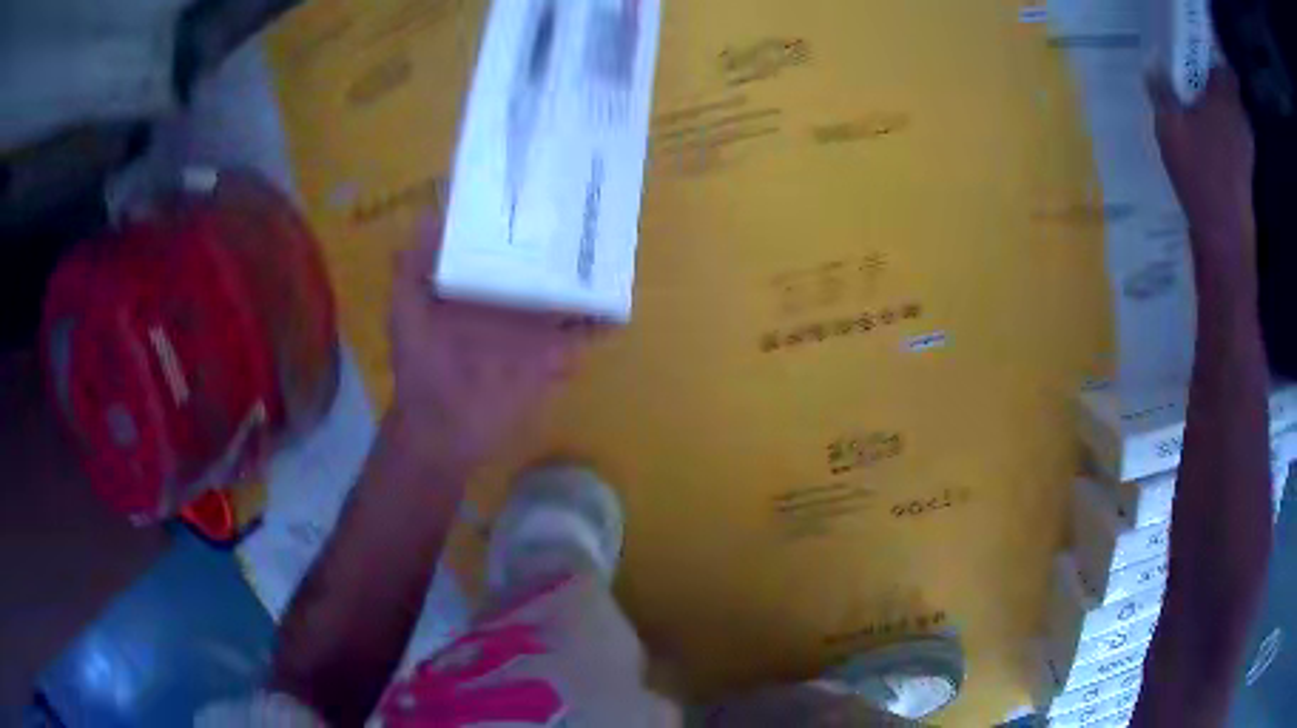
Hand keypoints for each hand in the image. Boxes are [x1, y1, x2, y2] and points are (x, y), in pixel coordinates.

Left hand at [389, 217, 598, 474]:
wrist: (441, 430)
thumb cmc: (419, 369)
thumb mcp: (406, 313)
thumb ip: (412, 269)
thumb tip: (430, 216)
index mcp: (476, 287)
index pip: (503, 246)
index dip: (519, 221)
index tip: (541, 188)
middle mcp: (507, 301)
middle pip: (542, 265)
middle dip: (564, 241)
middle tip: (591, 207)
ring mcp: (533, 329)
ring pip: (566, 294)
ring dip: (588, 276)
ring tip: (613, 244)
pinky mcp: (551, 357)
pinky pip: (580, 336)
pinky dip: (600, 322)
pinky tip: (618, 305)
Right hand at [1150, 69, 1254, 253]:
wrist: (1226, 238)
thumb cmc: (1200, 175)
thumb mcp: (1169, 126)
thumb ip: (1161, 90)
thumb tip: (1152, 63)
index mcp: (1225, 99)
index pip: (1223, 66)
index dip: (1210, 58)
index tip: (1194, 56)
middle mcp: (1240, 119)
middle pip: (1228, 89)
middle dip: (1212, 83)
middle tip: (1190, 82)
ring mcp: (1247, 148)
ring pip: (1232, 114)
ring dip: (1218, 109)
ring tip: (1198, 111)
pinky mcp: (1247, 170)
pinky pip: (1236, 138)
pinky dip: (1225, 133)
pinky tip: (1210, 141)